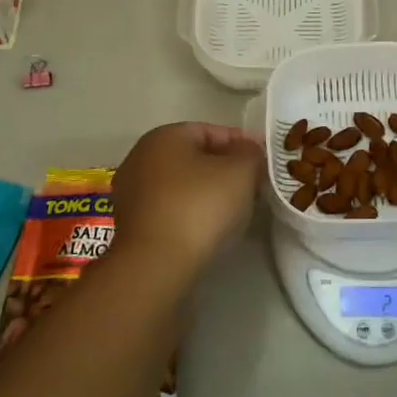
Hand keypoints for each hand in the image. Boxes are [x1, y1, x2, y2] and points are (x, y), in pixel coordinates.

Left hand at [111, 122, 262, 274]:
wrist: (157, 265)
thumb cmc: (200, 205)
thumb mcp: (241, 171)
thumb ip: (251, 154)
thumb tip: (250, 152)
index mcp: (164, 136)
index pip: (211, 131)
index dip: (242, 143)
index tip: (265, 160)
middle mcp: (141, 157)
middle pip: (195, 157)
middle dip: (226, 168)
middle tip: (254, 184)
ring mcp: (132, 192)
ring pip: (182, 184)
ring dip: (209, 191)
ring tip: (237, 208)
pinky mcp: (132, 225)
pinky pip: (171, 208)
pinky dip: (192, 212)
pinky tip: (211, 227)